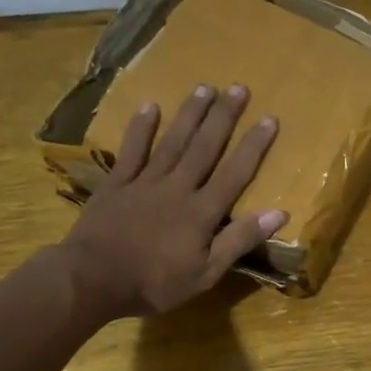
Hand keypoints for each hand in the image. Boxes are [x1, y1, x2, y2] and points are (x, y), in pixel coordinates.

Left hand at [60, 84, 285, 322]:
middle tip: (238, 88)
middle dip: (223, 117)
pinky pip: (131, 151)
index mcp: (202, 211)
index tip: (269, 119)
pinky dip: (141, 129)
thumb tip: (278, 213)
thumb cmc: (154, 283)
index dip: (253, 146)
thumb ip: (239, 240)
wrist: (91, 279)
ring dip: (190, 114)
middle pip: (204, 147)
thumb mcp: (205, 274)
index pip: (235, 173)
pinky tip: (150, 107)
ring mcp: (144, 182)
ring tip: (204, 88)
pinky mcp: (116, 184)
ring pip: (172, 142)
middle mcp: (177, 188)